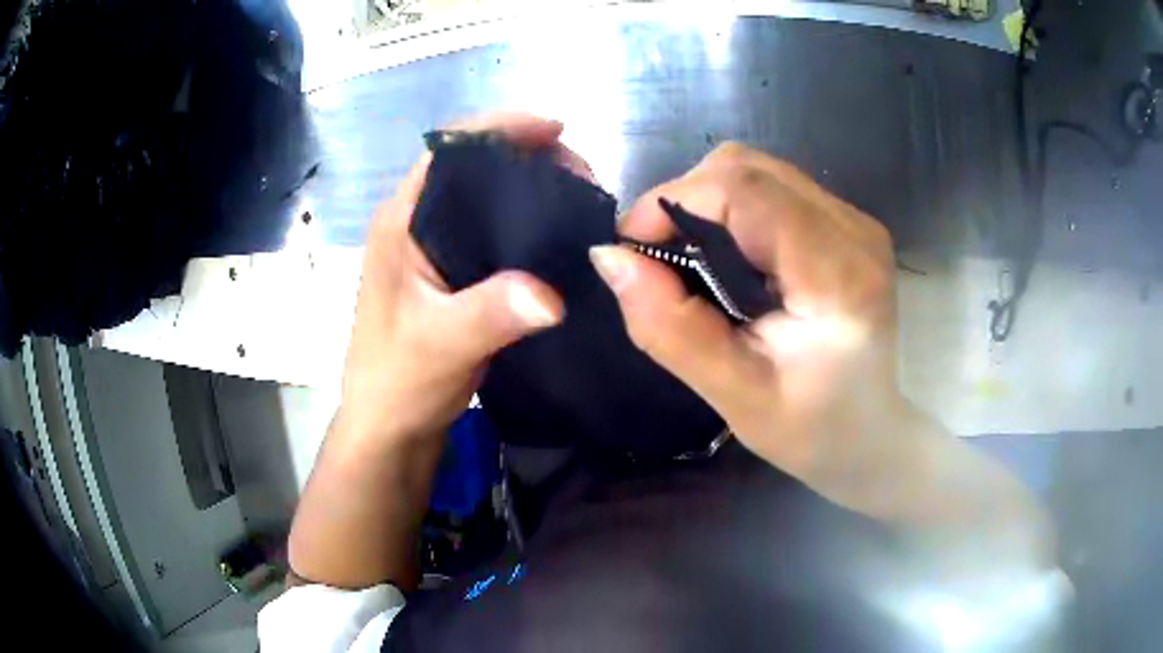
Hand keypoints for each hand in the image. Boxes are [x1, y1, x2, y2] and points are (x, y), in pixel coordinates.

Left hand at [338, 113, 578, 447]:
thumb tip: (553, 293)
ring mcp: (434, 247)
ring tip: (580, 200)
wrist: (390, 425)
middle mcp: (416, 221)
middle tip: (583, 177)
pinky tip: (558, 237)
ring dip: (532, 190)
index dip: (500, 129)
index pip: (449, 149)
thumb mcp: (441, 344)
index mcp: (401, 219)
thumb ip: (491, 313)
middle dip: (528, 158)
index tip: (556, 132)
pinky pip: (494, 231)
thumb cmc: (398, 380)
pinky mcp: (453, 272)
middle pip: (474, 166)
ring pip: (487, 197)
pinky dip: (528, 224)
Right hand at [590, 143, 904, 503]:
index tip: (633, 247)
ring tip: (694, 258)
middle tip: (661, 257)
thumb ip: (670, 326)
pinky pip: (774, 188)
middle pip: (747, 168)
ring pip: (757, 170)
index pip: (744, 190)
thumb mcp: (734, 395)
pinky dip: (733, 210)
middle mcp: (853, 230)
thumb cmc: (812, 430)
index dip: (673, 201)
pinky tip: (731, 257)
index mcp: (835, 275)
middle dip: (685, 200)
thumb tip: (610, 257)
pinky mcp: (848, 223)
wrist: (874, 433)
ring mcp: (855, 221)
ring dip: (707, 203)